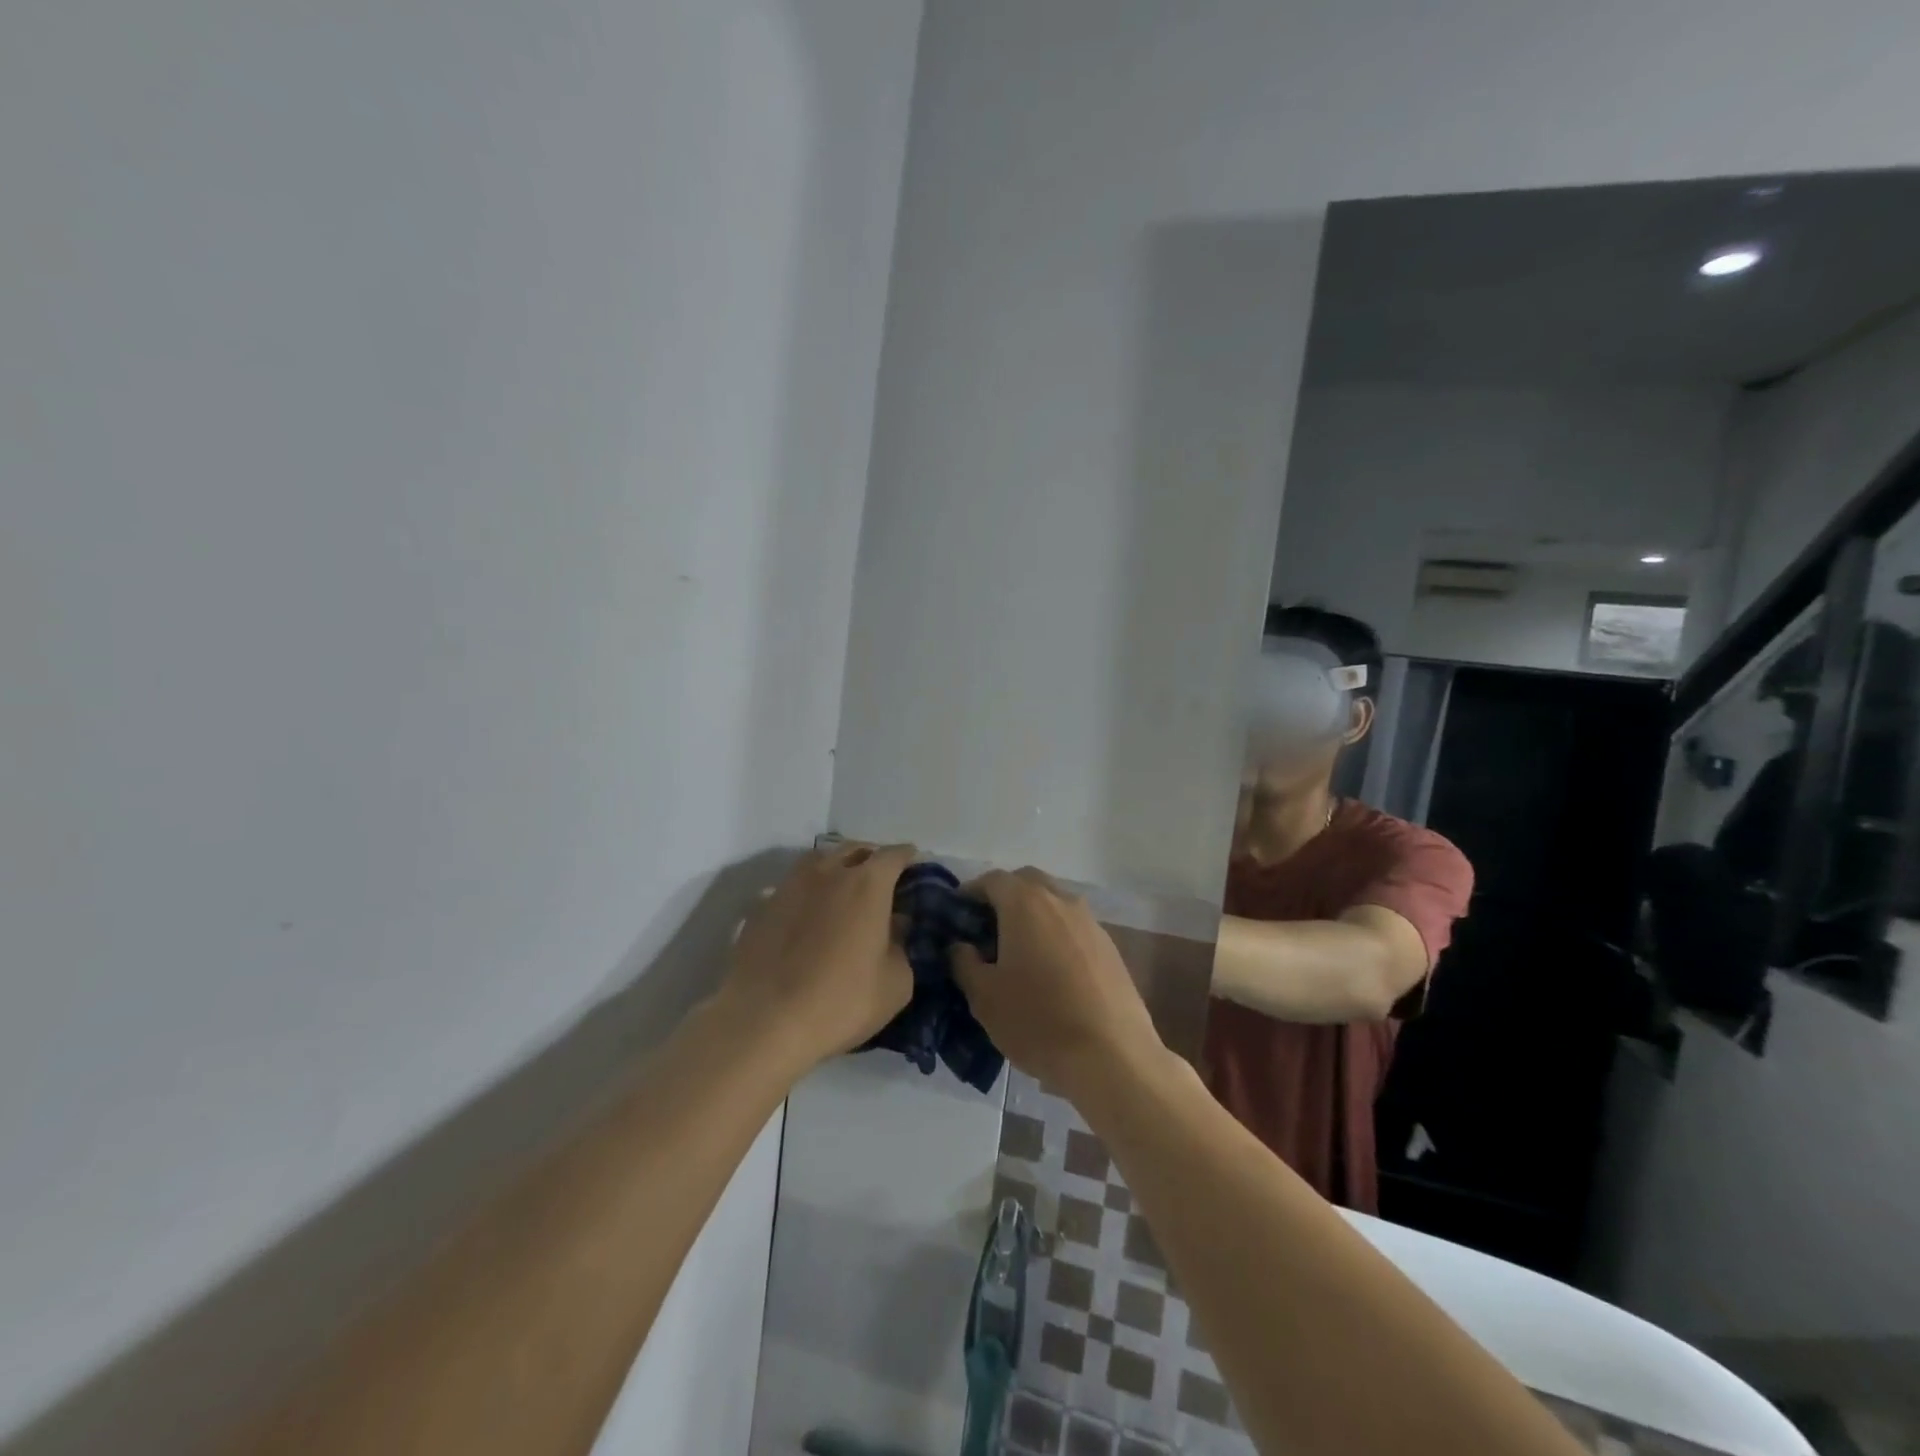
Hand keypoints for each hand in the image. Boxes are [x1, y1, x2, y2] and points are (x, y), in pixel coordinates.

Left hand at [720, 842, 916, 1074]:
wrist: (764, 1021)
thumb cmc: (841, 1002)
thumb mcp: (895, 984)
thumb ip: (901, 947)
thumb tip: (895, 927)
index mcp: (867, 884)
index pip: (893, 855)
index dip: (906, 857)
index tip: (913, 864)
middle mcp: (829, 872)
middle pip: (854, 849)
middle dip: (871, 857)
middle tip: (880, 876)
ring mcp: (790, 885)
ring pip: (819, 860)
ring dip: (836, 866)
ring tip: (842, 886)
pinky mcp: (762, 906)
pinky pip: (792, 885)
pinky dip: (807, 890)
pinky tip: (808, 913)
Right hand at [952, 868, 1164, 1102]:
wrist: (1112, 1057)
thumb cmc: (1037, 1021)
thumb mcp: (984, 996)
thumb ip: (964, 962)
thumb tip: (961, 946)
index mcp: (1025, 903)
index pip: (992, 880)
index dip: (970, 893)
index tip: (957, 918)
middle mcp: (1060, 900)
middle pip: (1026, 883)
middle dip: (1004, 898)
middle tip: (986, 931)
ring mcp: (1090, 922)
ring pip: (1054, 903)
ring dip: (1033, 916)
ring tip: (1018, 953)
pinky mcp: (1110, 947)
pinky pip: (1074, 927)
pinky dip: (1056, 935)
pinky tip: (1051, 972)